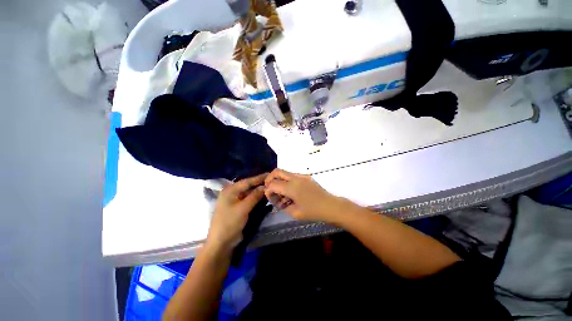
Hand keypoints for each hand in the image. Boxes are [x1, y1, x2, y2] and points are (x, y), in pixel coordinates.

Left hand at [206, 173, 267, 250]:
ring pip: (248, 193)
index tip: (269, 174)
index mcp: (230, 191)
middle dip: (259, 183)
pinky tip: (263, 196)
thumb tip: (265, 187)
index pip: (247, 181)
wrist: (221, 243)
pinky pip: (248, 200)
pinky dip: (255, 198)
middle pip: (247, 186)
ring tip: (269, 187)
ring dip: (258, 191)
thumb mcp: (243, 208)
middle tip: (271, 180)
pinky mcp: (238, 208)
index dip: (258, 178)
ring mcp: (234, 201)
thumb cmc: (230, 223)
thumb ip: (254, 196)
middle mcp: (232, 193)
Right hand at [264, 169, 341, 221]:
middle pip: (277, 171)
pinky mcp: (306, 177)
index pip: (272, 184)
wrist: (330, 206)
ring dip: (279, 180)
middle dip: (270, 178)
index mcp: (291, 187)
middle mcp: (295, 178)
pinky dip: (287, 181)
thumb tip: (274, 198)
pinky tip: (291, 193)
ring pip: (285, 173)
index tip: (270, 197)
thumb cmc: (313, 211)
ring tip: (282, 194)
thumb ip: (281, 205)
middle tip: (270, 188)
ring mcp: (301, 176)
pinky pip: (292, 176)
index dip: (268, 190)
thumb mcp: (294, 213)